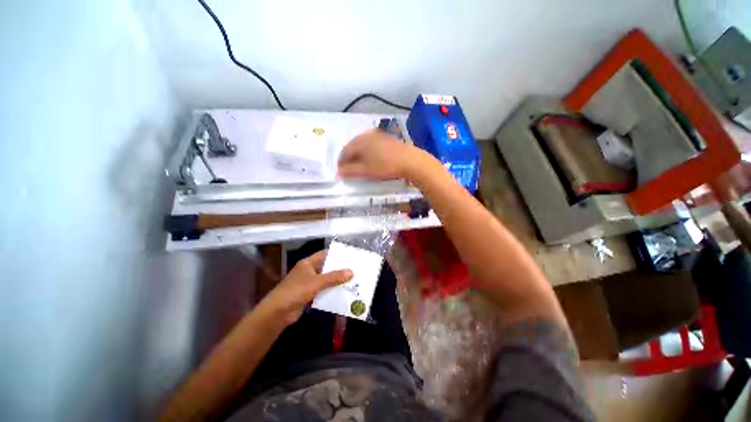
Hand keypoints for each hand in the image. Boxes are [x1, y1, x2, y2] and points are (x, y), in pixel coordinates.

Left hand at [260, 250, 352, 325]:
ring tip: (354, 280)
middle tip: (356, 269)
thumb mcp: (316, 282)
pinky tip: (344, 292)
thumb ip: (334, 277)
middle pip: (328, 267)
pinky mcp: (310, 294)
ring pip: (327, 279)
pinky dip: (333, 290)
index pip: (325, 254)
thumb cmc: (295, 291)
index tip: (351, 256)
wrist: (277, 313)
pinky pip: (324, 290)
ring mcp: (310, 283)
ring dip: (338, 281)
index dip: (338, 254)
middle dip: (340, 268)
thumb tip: (352, 272)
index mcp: (309, 263)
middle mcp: (310, 270)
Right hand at [338, 130, 423, 179]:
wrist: (410, 160)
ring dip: (358, 154)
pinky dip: (368, 151)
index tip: (341, 171)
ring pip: (362, 144)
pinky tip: (372, 158)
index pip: (344, 151)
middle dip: (349, 157)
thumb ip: (350, 171)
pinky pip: (372, 143)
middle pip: (353, 146)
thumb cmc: (386, 166)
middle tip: (349, 168)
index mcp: (359, 142)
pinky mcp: (386, 138)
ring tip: (360, 165)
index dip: (341, 162)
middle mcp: (366, 135)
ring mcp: (377, 135)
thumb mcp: (366, 171)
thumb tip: (338, 172)